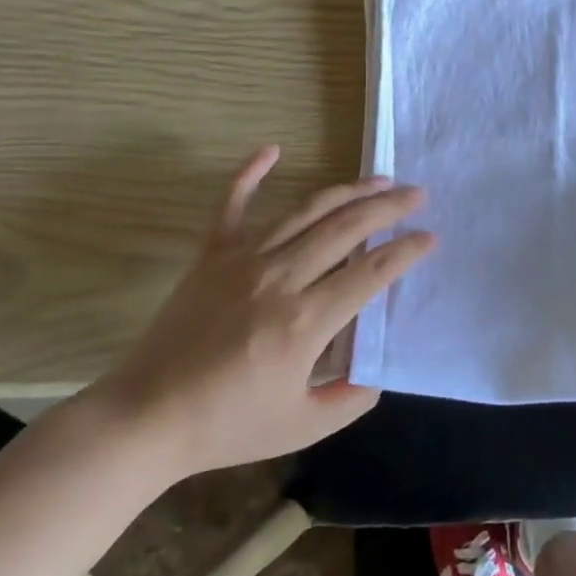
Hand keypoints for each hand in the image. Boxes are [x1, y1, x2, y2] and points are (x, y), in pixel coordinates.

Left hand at [91, 145, 435, 478]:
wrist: (145, 419)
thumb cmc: (226, 426)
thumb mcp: (301, 427)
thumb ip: (349, 400)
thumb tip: (376, 372)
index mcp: (305, 321)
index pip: (372, 272)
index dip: (407, 251)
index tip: (431, 238)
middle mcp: (280, 278)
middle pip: (346, 228)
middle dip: (389, 207)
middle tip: (417, 195)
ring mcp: (243, 260)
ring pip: (306, 211)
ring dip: (348, 191)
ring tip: (379, 179)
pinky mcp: (211, 255)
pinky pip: (232, 204)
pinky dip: (250, 173)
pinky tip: (272, 149)